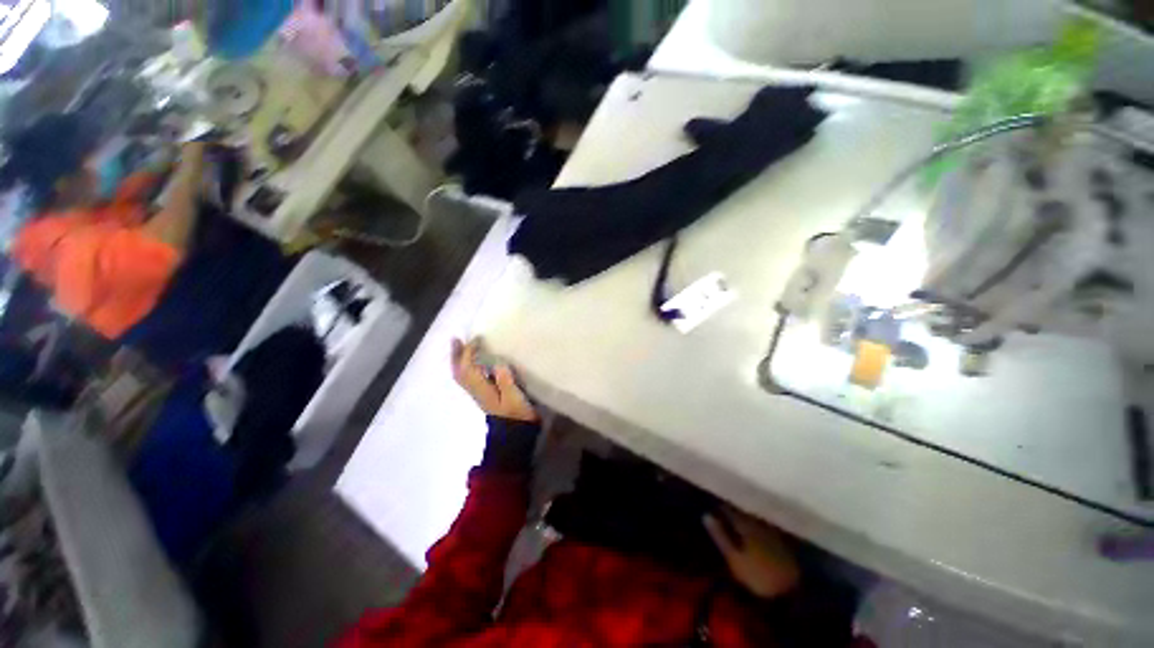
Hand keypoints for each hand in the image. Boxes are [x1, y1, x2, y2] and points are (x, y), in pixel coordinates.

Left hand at [452, 339, 537, 422]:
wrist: (515, 432)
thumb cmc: (516, 414)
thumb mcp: (514, 398)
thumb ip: (505, 381)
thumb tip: (498, 364)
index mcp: (481, 390)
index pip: (468, 368)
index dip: (469, 352)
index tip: (477, 339)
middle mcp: (476, 391)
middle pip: (459, 372)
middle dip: (457, 355)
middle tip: (456, 340)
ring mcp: (479, 393)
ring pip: (462, 375)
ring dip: (459, 360)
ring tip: (462, 347)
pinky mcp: (484, 395)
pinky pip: (468, 378)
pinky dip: (466, 367)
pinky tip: (474, 363)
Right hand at [705, 507, 800, 598]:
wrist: (793, 592)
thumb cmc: (757, 576)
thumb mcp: (734, 559)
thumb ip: (720, 536)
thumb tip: (705, 515)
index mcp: (745, 525)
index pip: (730, 509)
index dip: (721, 506)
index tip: (713, 503)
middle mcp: (759, 523)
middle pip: (744, 512)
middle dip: (734, 509)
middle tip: (724, 507)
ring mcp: (772, 531)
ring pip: (755, 518)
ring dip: (746, 516)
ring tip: (738, 516)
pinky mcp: (781, 541)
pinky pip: (765, 526)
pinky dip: (757, 525)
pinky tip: (754, 529)